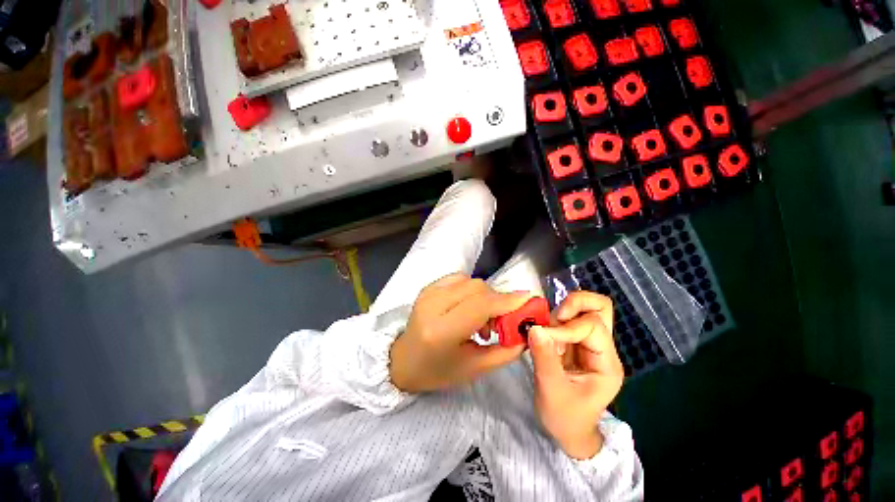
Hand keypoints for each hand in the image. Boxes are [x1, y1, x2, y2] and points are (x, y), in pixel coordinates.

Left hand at [389, 274, 531, 392]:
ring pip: (471, 281)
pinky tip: (469, 308)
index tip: (528, 300)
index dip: (506, 301)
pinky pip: (460, 279)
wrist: (403, 359)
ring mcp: (428, 292)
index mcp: (440, 331)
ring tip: (482, 320)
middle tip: (501, 323)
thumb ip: (504, 351)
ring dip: (485, 297)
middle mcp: (432, 305)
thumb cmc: (437, 371)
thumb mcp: (474, 369)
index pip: (479, 306)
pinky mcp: (429, 287)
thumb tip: (526, 332)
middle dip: (498, 301)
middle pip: (477, 289)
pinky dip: (472, 291)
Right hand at [528, 291, 624, 459]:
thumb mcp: (552, 390)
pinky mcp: (575, 343)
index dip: (566, 327)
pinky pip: (568, 319)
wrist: (567, 431)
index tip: (543, 336)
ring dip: (562, 313)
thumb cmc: (564, 417)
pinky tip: (544, 334)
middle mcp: (602, 349)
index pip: (592, 327)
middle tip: (555, 316)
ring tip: (546, 331)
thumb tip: (534, 328)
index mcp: (606, 364)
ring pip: (584, 309)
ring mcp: (589, 344)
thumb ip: (544, 357)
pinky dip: (554, 320)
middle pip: (601, 307)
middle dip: (576, 304)